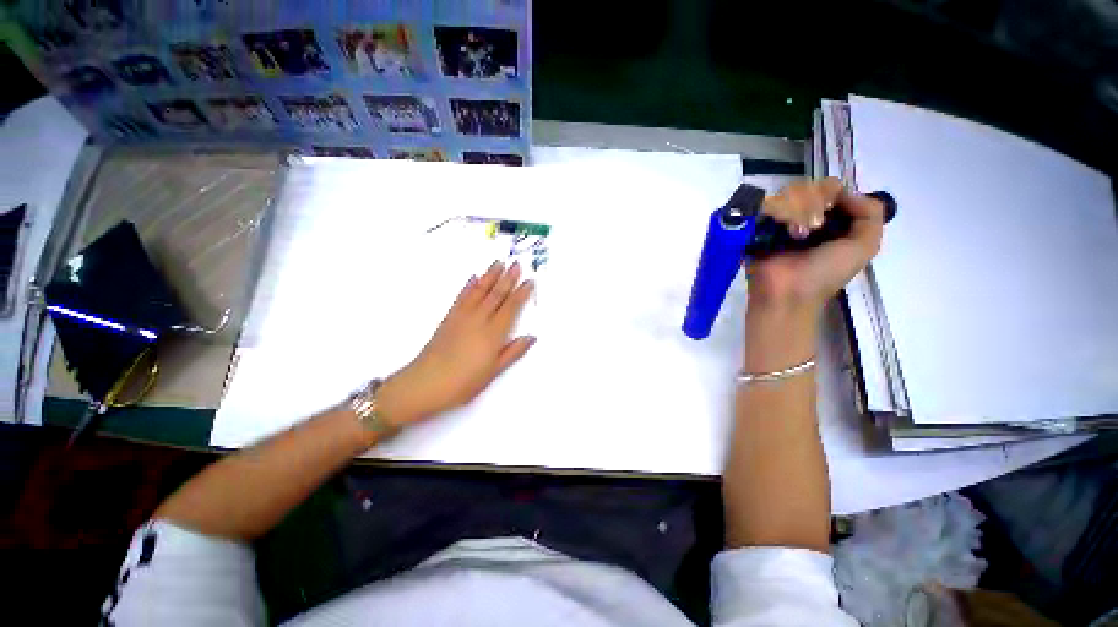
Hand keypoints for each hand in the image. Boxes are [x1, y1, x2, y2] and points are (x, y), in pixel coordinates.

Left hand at [376, 261, 535, 426]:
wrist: (426, 383)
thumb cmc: (464, 382)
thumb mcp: (493, 371)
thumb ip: (513, 352)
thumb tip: (531, 337)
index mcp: (493, 334)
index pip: (511, 308)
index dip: (521, 294)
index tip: (529, 281)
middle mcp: (480, 320)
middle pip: (496, 295)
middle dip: (508, 278)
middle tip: (516, 264)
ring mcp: (463, 317)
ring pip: (480, 291)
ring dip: (490, 276)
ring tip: (498, 262)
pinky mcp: (449, 318)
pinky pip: (462, 297)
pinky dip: (468, 286)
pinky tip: (473, 277)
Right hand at [748, 178, 884, 314]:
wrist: (787, 292)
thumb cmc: (825, 273)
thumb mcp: (864, 247)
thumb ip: (870, 214)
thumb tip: (843, 192)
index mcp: (831, 222)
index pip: (833, 190)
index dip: (834, 192)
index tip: (832, 206)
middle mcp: (806, 218)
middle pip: (811, 187)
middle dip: (815, 202)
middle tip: (813, 225)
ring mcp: (781, 222)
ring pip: (789, 194)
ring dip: (797, 211)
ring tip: (795, 233)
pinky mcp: (759, 227)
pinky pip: (768, 206)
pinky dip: (778, 213)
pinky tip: (781, 229)